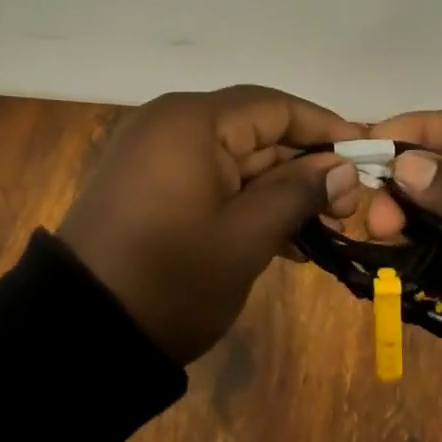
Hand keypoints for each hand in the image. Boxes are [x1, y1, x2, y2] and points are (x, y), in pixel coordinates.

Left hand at [57, 86, 363, 363]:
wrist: (77, 334)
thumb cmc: (171, 277)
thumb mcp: (246, 237)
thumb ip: (299, 193)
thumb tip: (344, 170)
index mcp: (193, 121)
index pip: (274, 106)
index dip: (323, 127)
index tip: (364, 152)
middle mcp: (172, 123)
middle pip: (255, 131)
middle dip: (304, 166)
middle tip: (348, 206)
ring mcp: (156, 154)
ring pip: (236, 159)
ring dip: (278, 190)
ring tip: (324, 229)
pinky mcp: (149, 184)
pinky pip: (210, 179)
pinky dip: (245, 202)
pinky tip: (283, 239)